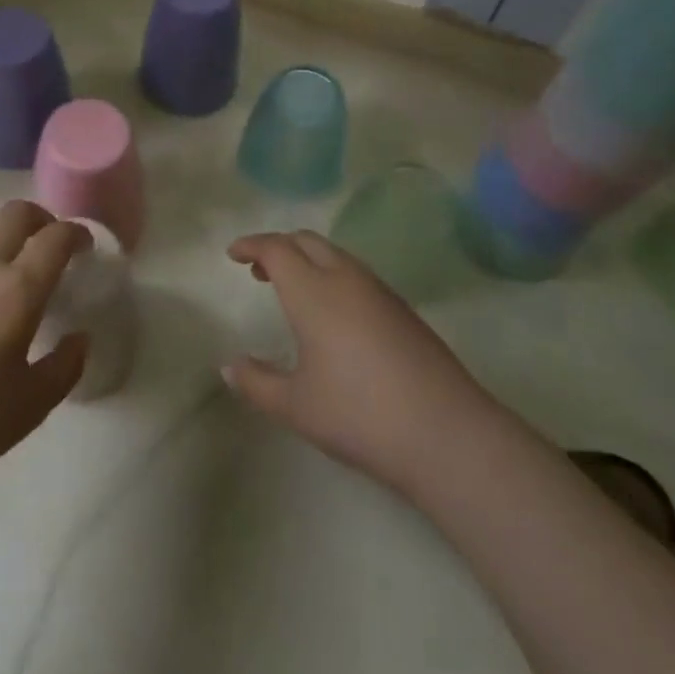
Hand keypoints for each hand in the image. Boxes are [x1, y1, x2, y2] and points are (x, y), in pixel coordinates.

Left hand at [0, 201, 89, 505]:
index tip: (84, 247)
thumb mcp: (32, 406)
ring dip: (2, 233)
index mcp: (16, 290)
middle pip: (16, 213)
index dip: (76, 235)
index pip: (56, 238)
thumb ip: (65, 365)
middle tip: (48, 246)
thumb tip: (78, 338)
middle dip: (41, 220)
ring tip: (6, 264)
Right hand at [224, 231, 497, 495]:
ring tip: (292, 290)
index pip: (276, 249)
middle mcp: (345, 278)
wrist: (445, 432)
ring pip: (335, 254)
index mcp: (313, 292)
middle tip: (258, 269)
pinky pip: (356, 273)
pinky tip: (332, 313)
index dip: (251, 245)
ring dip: (307, 259)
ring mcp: (379, 290)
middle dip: (279, 246)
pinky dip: (331, 274)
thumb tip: (229, 366)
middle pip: (306, 241)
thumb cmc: (359, 415)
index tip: (232, 254)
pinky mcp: (402, 308)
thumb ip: (257, 383)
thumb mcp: (296, 406)